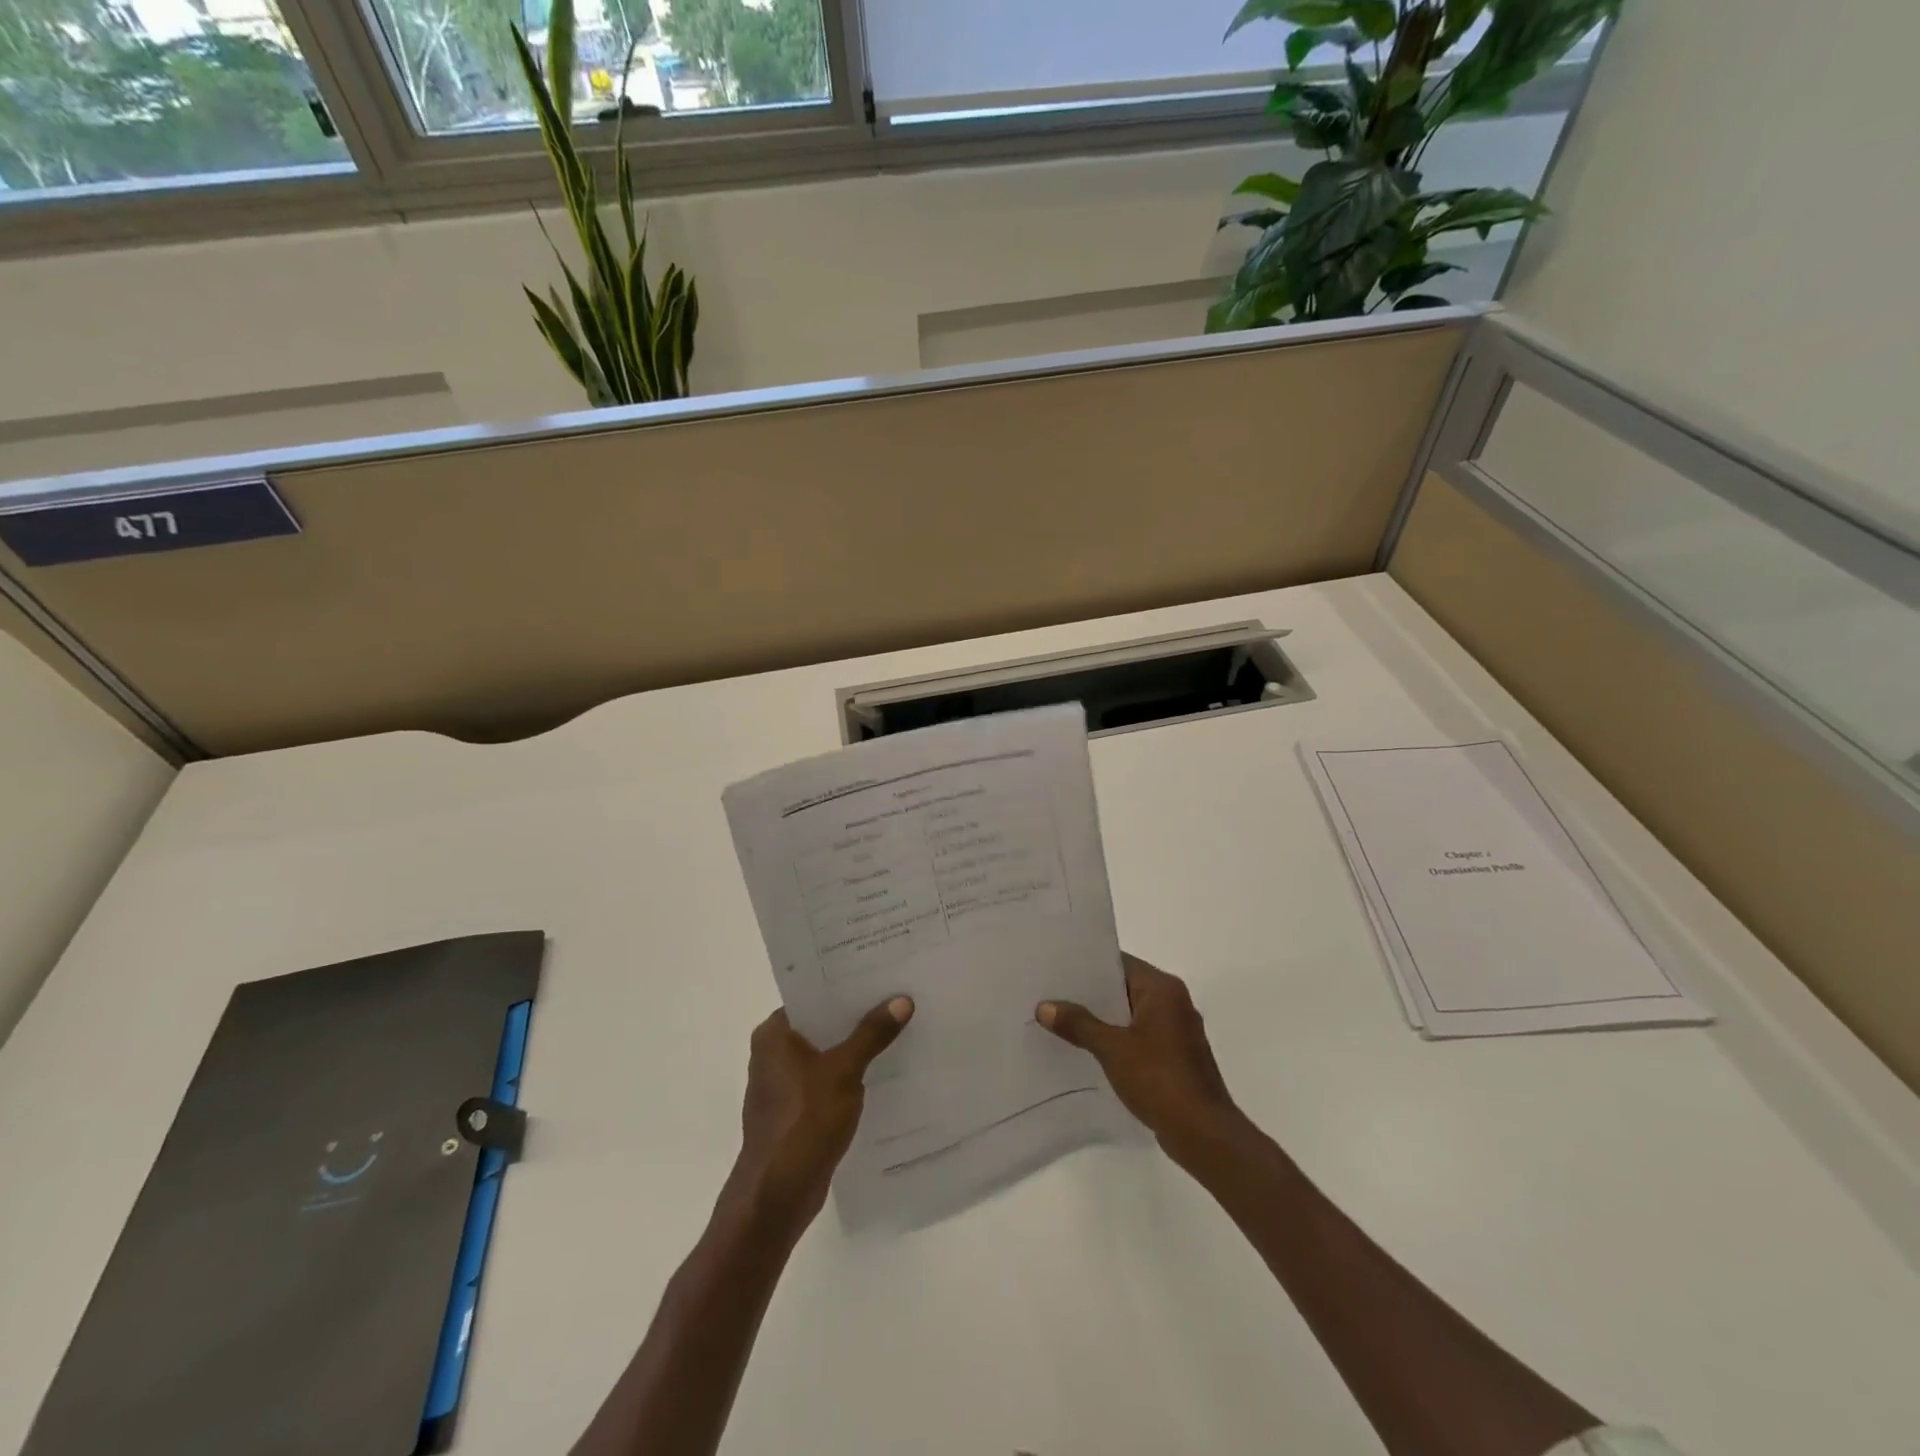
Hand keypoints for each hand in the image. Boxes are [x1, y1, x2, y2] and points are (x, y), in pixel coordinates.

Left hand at [729, 997, 913, 1231]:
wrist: (777, 1196)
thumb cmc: (804, 1122)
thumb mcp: (844, 1071)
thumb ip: (872, 1034)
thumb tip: (902, 1000)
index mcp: (774, 1034)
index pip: (813, 995)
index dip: (846, 984)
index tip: (880, 973)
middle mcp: (773, 1053)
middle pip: (822, 1023)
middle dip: (857, 1015)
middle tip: (898, 997)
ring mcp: (783, 1084)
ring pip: (826, 1053)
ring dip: (856, 1046)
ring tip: (898, 1029)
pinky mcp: (795, 1111)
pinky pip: (827, 1080)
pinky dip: (850, 1074)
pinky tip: (883, 1072)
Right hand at [1038, 954, 1237, 1161]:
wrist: (1204, 1135)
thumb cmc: (1160, 1079)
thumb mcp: (1112, 1049)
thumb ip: (1079, 1024)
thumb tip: (1044, 1006)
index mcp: (1163, 989)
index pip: (1119, 963)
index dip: (1087, 964)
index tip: (1055, 967)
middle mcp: (1173, 1002)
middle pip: (1124, 987)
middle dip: (1090, 994)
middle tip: (1050, 994)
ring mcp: (1177, 1031)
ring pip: (1130, 1014)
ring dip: (1102, 1019)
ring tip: (1061, 1021)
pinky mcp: (1175, 1057)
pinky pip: (1138, 1037)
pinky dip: (1116, 1040)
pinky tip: (1087, 1050)